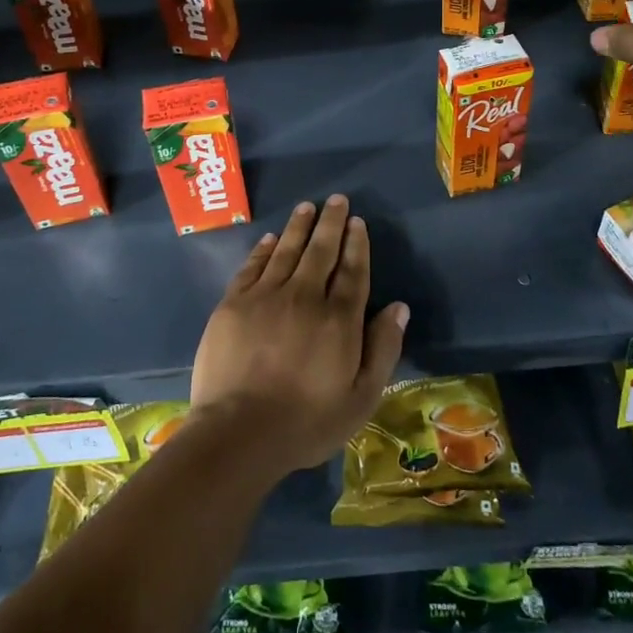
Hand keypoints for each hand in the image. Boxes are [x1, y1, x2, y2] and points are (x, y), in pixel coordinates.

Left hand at [189, 195, 408, 478]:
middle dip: (331, 222)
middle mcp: (304, 296)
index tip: (358, 222)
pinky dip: (263, 249)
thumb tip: (399, 308)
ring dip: (298, 226)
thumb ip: (383, 349)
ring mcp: (266, 297)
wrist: (238, 433)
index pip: (352, 271)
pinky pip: (253, 266)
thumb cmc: (306, 422)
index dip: (357, 244)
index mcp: (339, 319)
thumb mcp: (361, 398)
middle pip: (321, 251)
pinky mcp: (233, 304)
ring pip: (286, 250)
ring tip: (307, 207)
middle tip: (337, 200)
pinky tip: (270, 238)